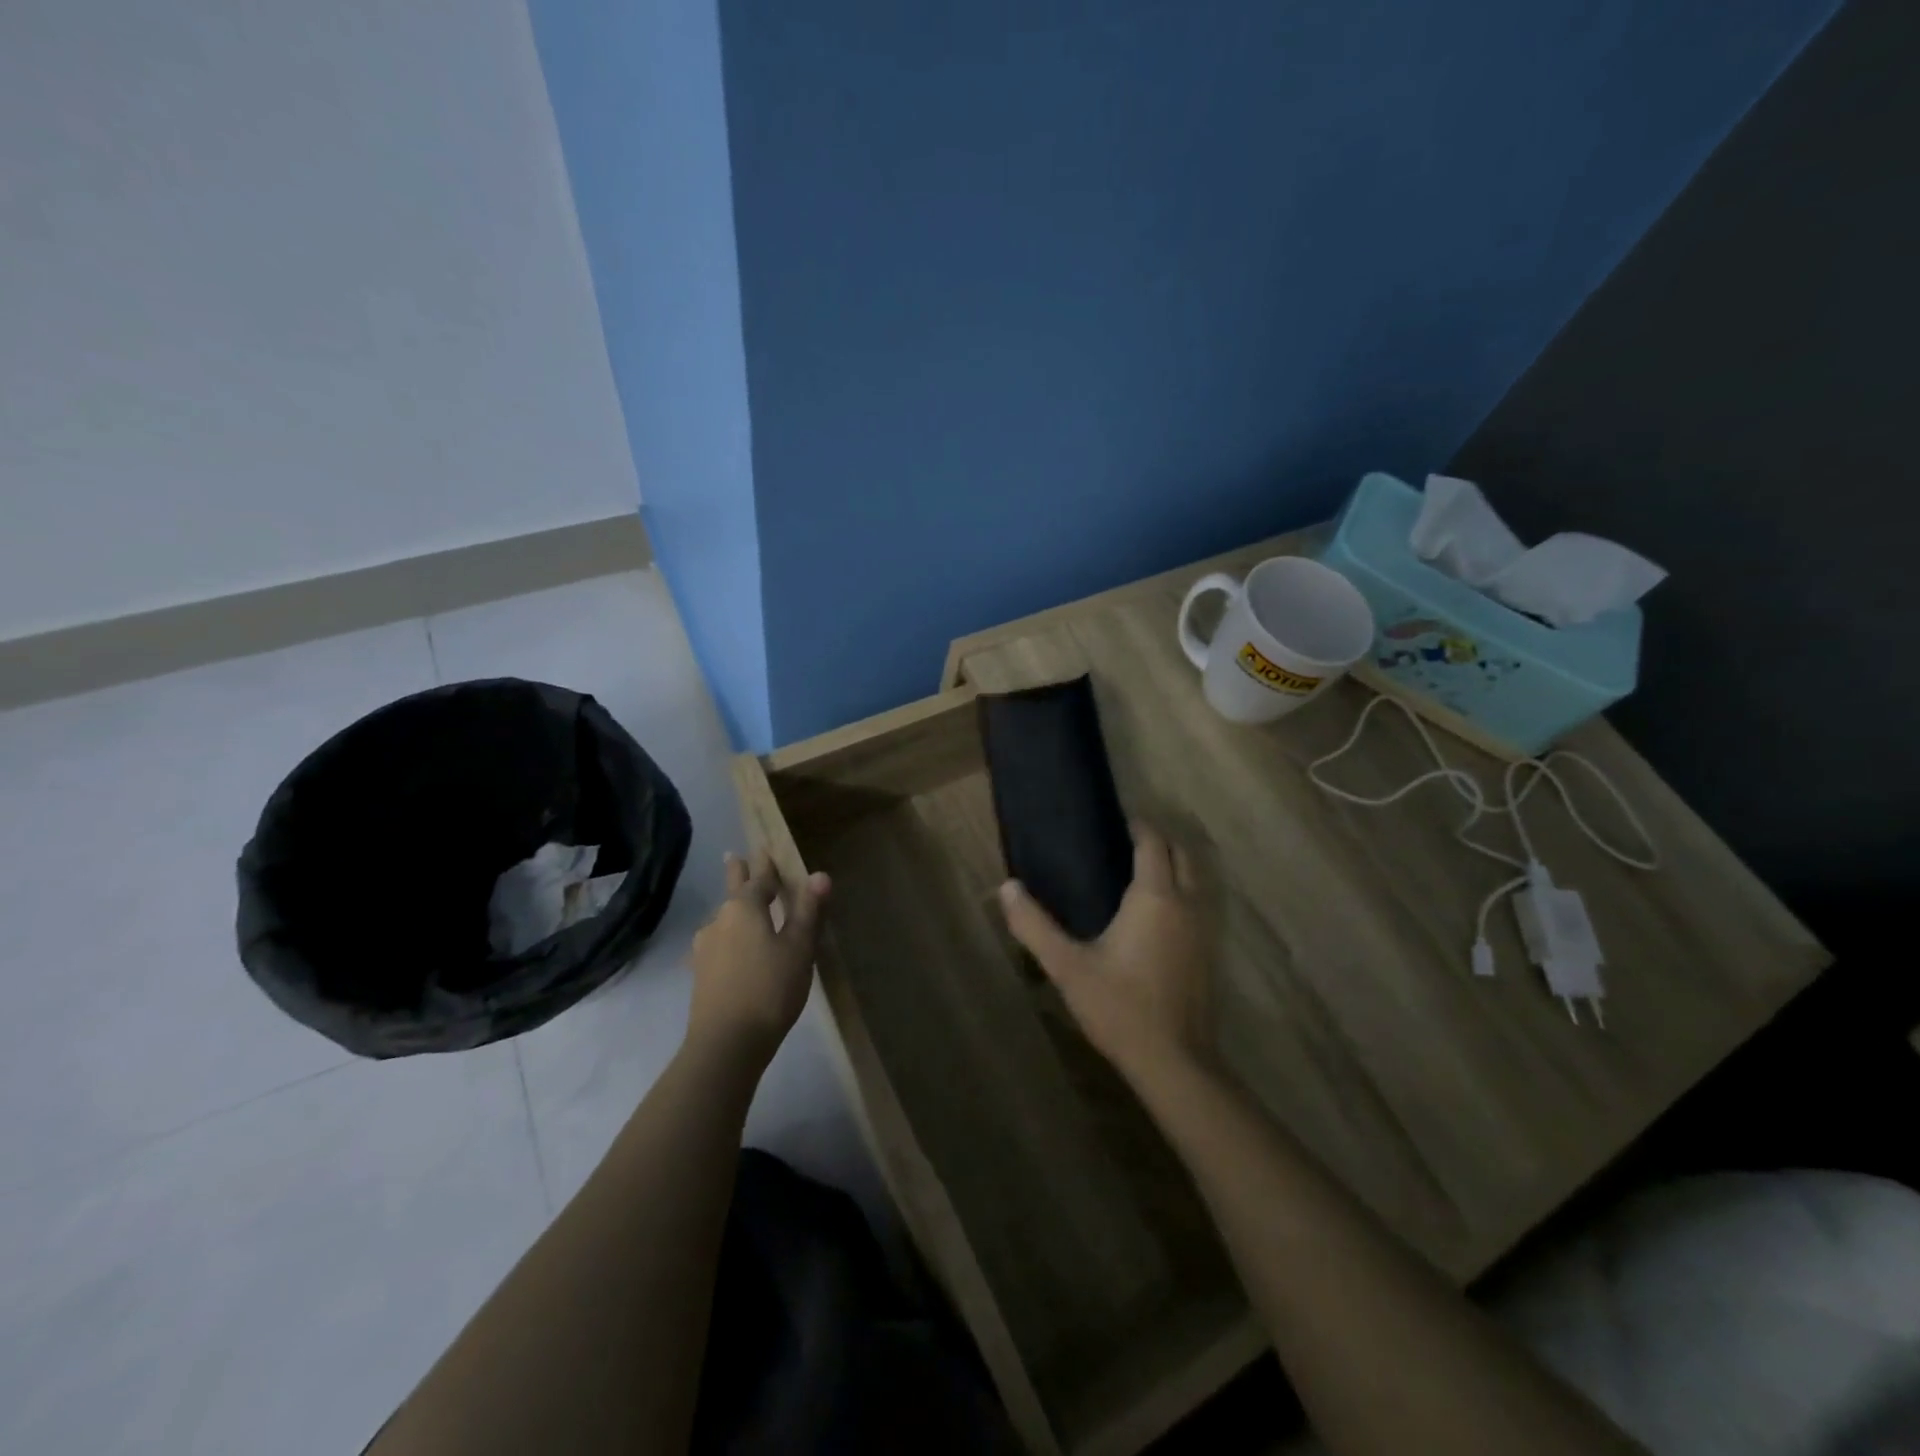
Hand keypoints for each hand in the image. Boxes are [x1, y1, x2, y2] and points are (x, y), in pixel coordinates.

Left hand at [687, 851, 830, 1066]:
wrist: (726, 1043)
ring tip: (741, 905)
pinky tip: (730, 947)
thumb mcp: (799, 948)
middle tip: (735, 857)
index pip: (759, 877)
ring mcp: (705, 947)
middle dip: (737, 874)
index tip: (765, 847)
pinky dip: (729, 935)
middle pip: (733, 891)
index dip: (766, 864)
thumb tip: (820, 874)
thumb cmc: (770, 988)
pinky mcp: (700, 973)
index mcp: (744, 908)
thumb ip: (808, 911)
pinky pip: (718, 942)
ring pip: (724, 918)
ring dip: (734, 908)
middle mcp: (719, 920)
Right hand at [998, 822, 1213, 1087]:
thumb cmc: (1119, 1007)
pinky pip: (1198, 904)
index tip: (1117, 821)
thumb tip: (1007, 887)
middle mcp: (1186, 904)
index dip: (1138, 827)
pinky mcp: (1208, 953)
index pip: (1153, 843)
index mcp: (1155, 897)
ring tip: (1138, 871)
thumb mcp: (1067, 966)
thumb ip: (1034, 925)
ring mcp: (1203, 929)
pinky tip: (1155, 914)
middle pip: (1182, 854)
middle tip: (1126, 842)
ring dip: (1173, 866)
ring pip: (1195, 879)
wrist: (1173, 1062)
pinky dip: (1181, 892)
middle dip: (1159, 841)